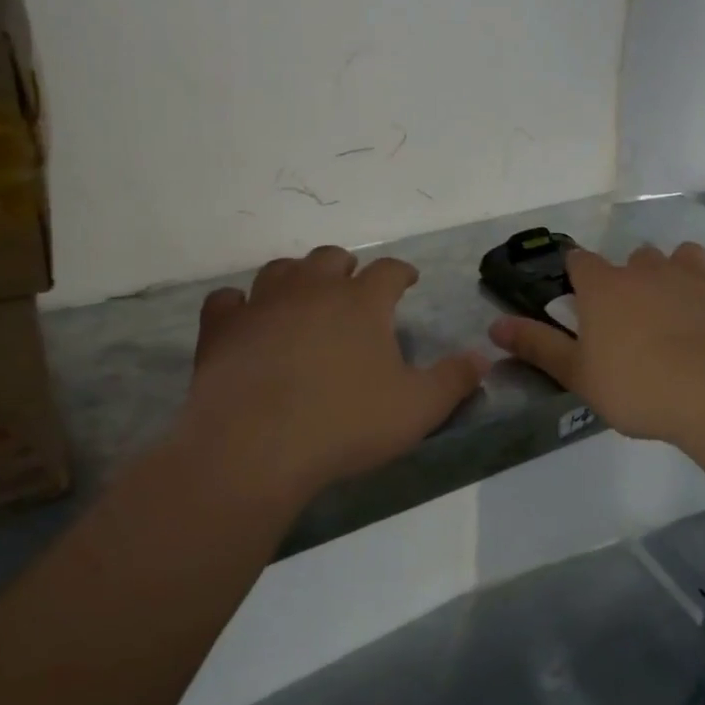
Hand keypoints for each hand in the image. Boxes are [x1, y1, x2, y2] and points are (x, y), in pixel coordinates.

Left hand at [177, 247, 488, 504]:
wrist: (255, 446)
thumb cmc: (346, 423)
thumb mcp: (418, 408)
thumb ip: (454, 380)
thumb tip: (483, 357)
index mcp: (362, 301)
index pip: (389, 270)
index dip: (401, 272)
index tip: (408, 281)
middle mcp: (312, 289)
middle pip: (331, 258)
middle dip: (346, 268)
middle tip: (353, 288)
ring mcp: (262, 304)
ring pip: (281, 270)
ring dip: (296, 277)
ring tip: (303, 297)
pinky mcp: (222, 328)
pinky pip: (228, 300)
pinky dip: (240, 304)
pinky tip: (245, 318)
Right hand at [487, 242, 704, 447]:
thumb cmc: (636, 385)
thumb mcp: (577, 374)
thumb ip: (537, 347)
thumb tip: (493, 326)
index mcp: (605, 287)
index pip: (580, 261)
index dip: (579, 275)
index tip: (582, 297)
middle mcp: (648, 269)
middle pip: (636, 257)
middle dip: (633, 277)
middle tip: (634, 316)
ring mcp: (695, 275)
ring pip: (684, 256)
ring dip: (678, 273)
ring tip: (680, 308)